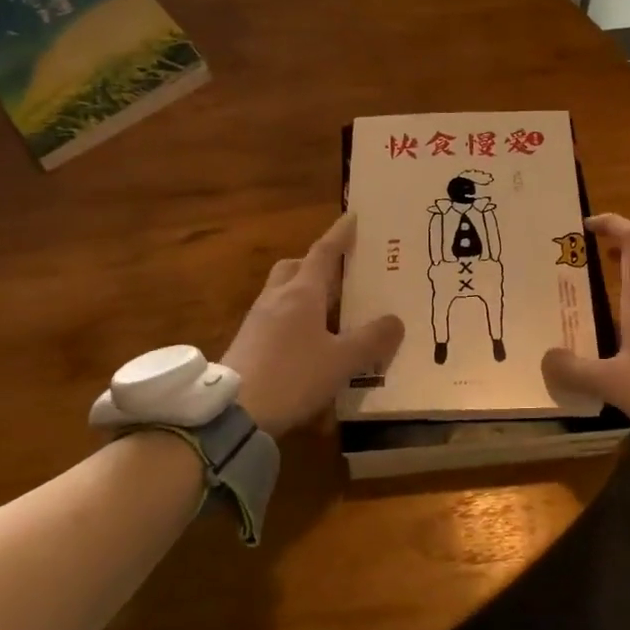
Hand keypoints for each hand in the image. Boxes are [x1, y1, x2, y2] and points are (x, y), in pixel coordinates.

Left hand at [223, 212, 404, 437]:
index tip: (352, 216)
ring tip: (330, 310)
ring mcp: (257, 319)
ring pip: (283, 291)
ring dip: (305, 292)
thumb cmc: (293, 376)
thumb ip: (372, 340)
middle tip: (341, 273)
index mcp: (302, 293)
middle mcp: (277, 298)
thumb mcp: (342, 361)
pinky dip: (294, 317)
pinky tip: (308, 341)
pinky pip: (275, 316)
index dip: (340, 234)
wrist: (233, 412)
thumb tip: (396, 320)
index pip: (324, 252)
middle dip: (317, 263)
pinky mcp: (247, 342)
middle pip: (295, 267)